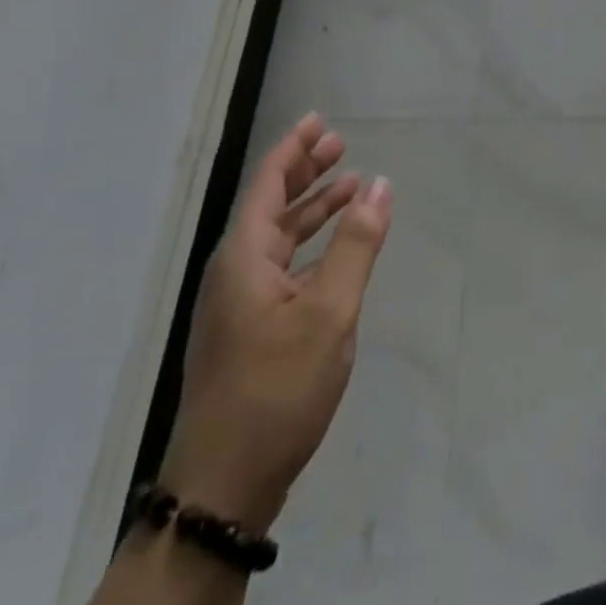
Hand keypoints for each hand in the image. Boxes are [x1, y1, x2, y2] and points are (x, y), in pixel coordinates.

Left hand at [159, 114, 392, 533]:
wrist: (224, 484)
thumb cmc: (276, 388)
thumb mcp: (328, 312)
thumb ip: (356, 245)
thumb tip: (381, 185)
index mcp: (243, 256)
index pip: (267, 183)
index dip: (293, 149)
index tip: (318, 121)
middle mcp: (235, 271)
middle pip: (270, 204)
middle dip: (305, 172)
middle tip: (340, 146)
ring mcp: (239, 303)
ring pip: (278, 237)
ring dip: (312, 209)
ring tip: (350, 187)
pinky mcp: (249, 330)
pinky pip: (282, 267)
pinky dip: (311, 246)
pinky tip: (337, 250)